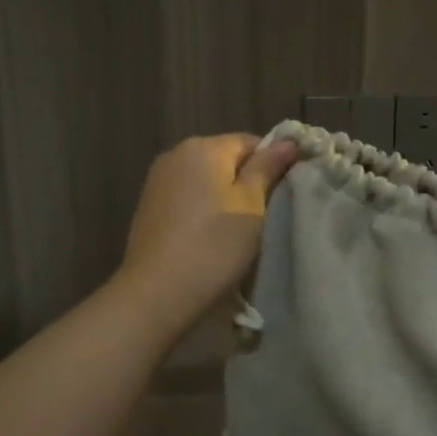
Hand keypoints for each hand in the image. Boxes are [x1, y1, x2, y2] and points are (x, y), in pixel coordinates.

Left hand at [115, 134, 301, 337]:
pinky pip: (187, 197)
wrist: (156, 294)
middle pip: (225, 158)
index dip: (273, 164)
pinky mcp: (148, 206)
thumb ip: (268, 168)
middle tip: (266, 216)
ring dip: (224, 197)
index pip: (251, 142)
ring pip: (205, 179)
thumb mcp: (251, 205)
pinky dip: (202, 210)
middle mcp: (176, 154)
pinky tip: (210, 237)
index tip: (284, 195)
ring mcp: (157, 180)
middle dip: (247, 181)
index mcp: (204, 147)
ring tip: (239, 231)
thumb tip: (288, 140)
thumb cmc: (213, 246)